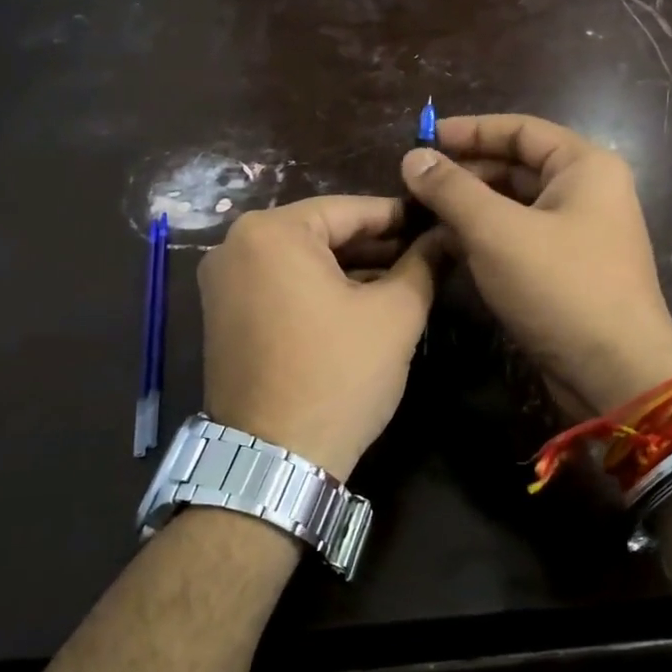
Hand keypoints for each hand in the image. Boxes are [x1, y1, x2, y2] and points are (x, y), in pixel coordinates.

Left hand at [197, 196, 438, 480]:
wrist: (274, 461)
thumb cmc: (338, 374)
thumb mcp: (395, 314)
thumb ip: (424, 263)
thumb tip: (448, 235)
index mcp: (271, 231)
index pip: (350, 209)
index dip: (401, 217)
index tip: (438, 222)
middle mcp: (236, 246)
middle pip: (322, 233)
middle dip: (377, 245)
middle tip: (426, 254)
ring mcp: (223, 284)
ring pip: (302, 261)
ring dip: (352, 269)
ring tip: (405, 279)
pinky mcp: (223, 317)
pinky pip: (281, 286)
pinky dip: (320, 290)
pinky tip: (362, 303)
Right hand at [401, 114, 671, 416]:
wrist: (615, 374)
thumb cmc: (560, 287)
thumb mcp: (497, 232)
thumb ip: (452, 190)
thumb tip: (413, 157)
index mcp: (584, 167)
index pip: (520, 129)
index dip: (470, 130)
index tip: (423, 138)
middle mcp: (587, 193)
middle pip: (517, 166)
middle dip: (466, 172)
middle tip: (415, 184)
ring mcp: (579, 234)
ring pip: (515, 206)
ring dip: (471, 208)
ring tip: (422, 214)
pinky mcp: (567, 271)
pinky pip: (520, 239)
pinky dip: (486, 238)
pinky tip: (448, 246)